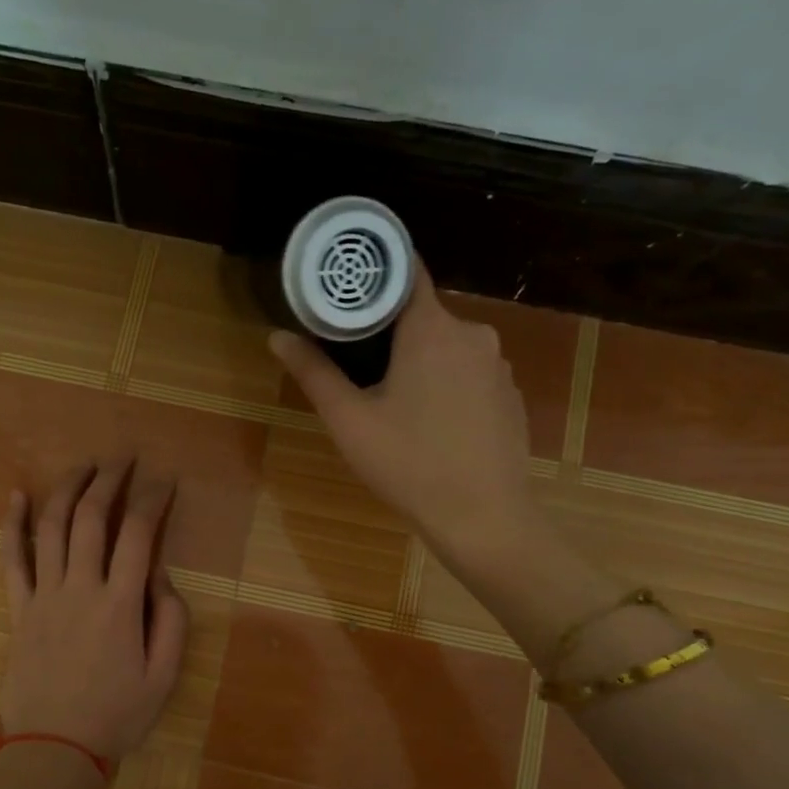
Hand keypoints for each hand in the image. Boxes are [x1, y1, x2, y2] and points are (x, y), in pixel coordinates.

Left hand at [0, 459, 188, 762]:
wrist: (54, 750)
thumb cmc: (116, 717)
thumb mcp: (164, 677)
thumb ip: (171, 621)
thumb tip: (160, 576)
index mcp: (121, 604)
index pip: (138, 534)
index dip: (153, 499)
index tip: (165, 481)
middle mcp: (81, 588)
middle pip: (91, 518)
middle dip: (110, 481)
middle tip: (123, 459)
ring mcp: (44, 596)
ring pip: (51, 527)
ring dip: (68, 490)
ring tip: (84, 466)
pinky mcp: (19, 610)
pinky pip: (12, 559)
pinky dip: (12, 524)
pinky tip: (17, 495)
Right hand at [269, 264, 538, 568]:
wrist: (484, 517)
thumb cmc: (409, 464)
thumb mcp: (350, 421)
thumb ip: (314, 373)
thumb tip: (278, 336)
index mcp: (432, 329)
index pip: (406, 271)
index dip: (375, 273)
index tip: (347, 286)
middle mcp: (473, 334)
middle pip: (424, 314)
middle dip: (391, 331)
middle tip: (357, 361)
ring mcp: (498, 365)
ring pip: (448, 346)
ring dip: (420, 361)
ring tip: (392, 398)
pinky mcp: (510, 395)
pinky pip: (470, 373)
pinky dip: (448, 384)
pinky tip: (432, 422)